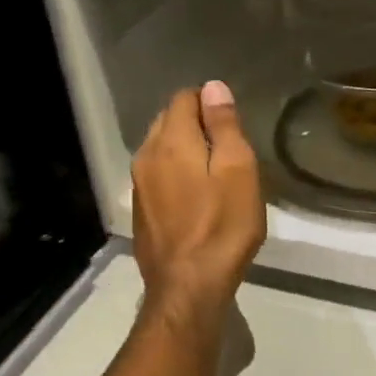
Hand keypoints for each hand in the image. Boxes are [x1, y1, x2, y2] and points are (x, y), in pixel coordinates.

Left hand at [132, 82, 264, 321]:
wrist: (187, 287)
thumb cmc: (222, 227)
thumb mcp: (237, 171)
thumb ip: (224, 126)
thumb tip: (213, 88)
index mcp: (171, 140)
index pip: (184, 98)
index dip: (210, 103)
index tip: (233, 126)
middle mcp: (146, 155)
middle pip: (169, 120)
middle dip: (195, 124)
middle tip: (227, 149)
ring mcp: (138, 184)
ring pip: (160, 148)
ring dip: (184, 150)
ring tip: (213, 172)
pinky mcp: (140, 209)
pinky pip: (157, 174)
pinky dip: (175, 173)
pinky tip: (195, 197)